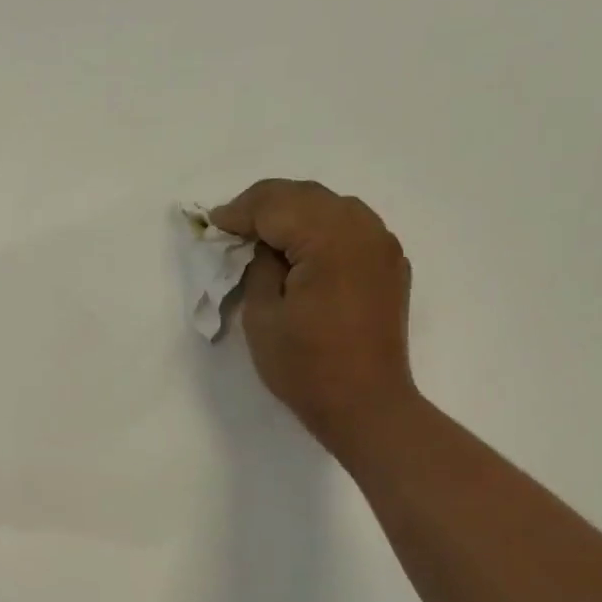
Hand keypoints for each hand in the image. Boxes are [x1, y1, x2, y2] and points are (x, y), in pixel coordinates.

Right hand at [209, 179, 414, 449]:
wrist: (366, 405)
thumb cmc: (305, 366)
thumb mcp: (262, 316)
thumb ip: (258, 267)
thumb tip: (263, 245)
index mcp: (329, 240)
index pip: (276, 205)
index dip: (239, 212)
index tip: (212, 224)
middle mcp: (363, 230)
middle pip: (306, 195)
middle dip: (264, 205)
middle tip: (232, 226)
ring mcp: (382, 246)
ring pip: (331, 205)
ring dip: (293, 212)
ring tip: (262, 234)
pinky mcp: (389, 265)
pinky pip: (351, 227)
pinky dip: (320, 227)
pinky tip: (300, 249)